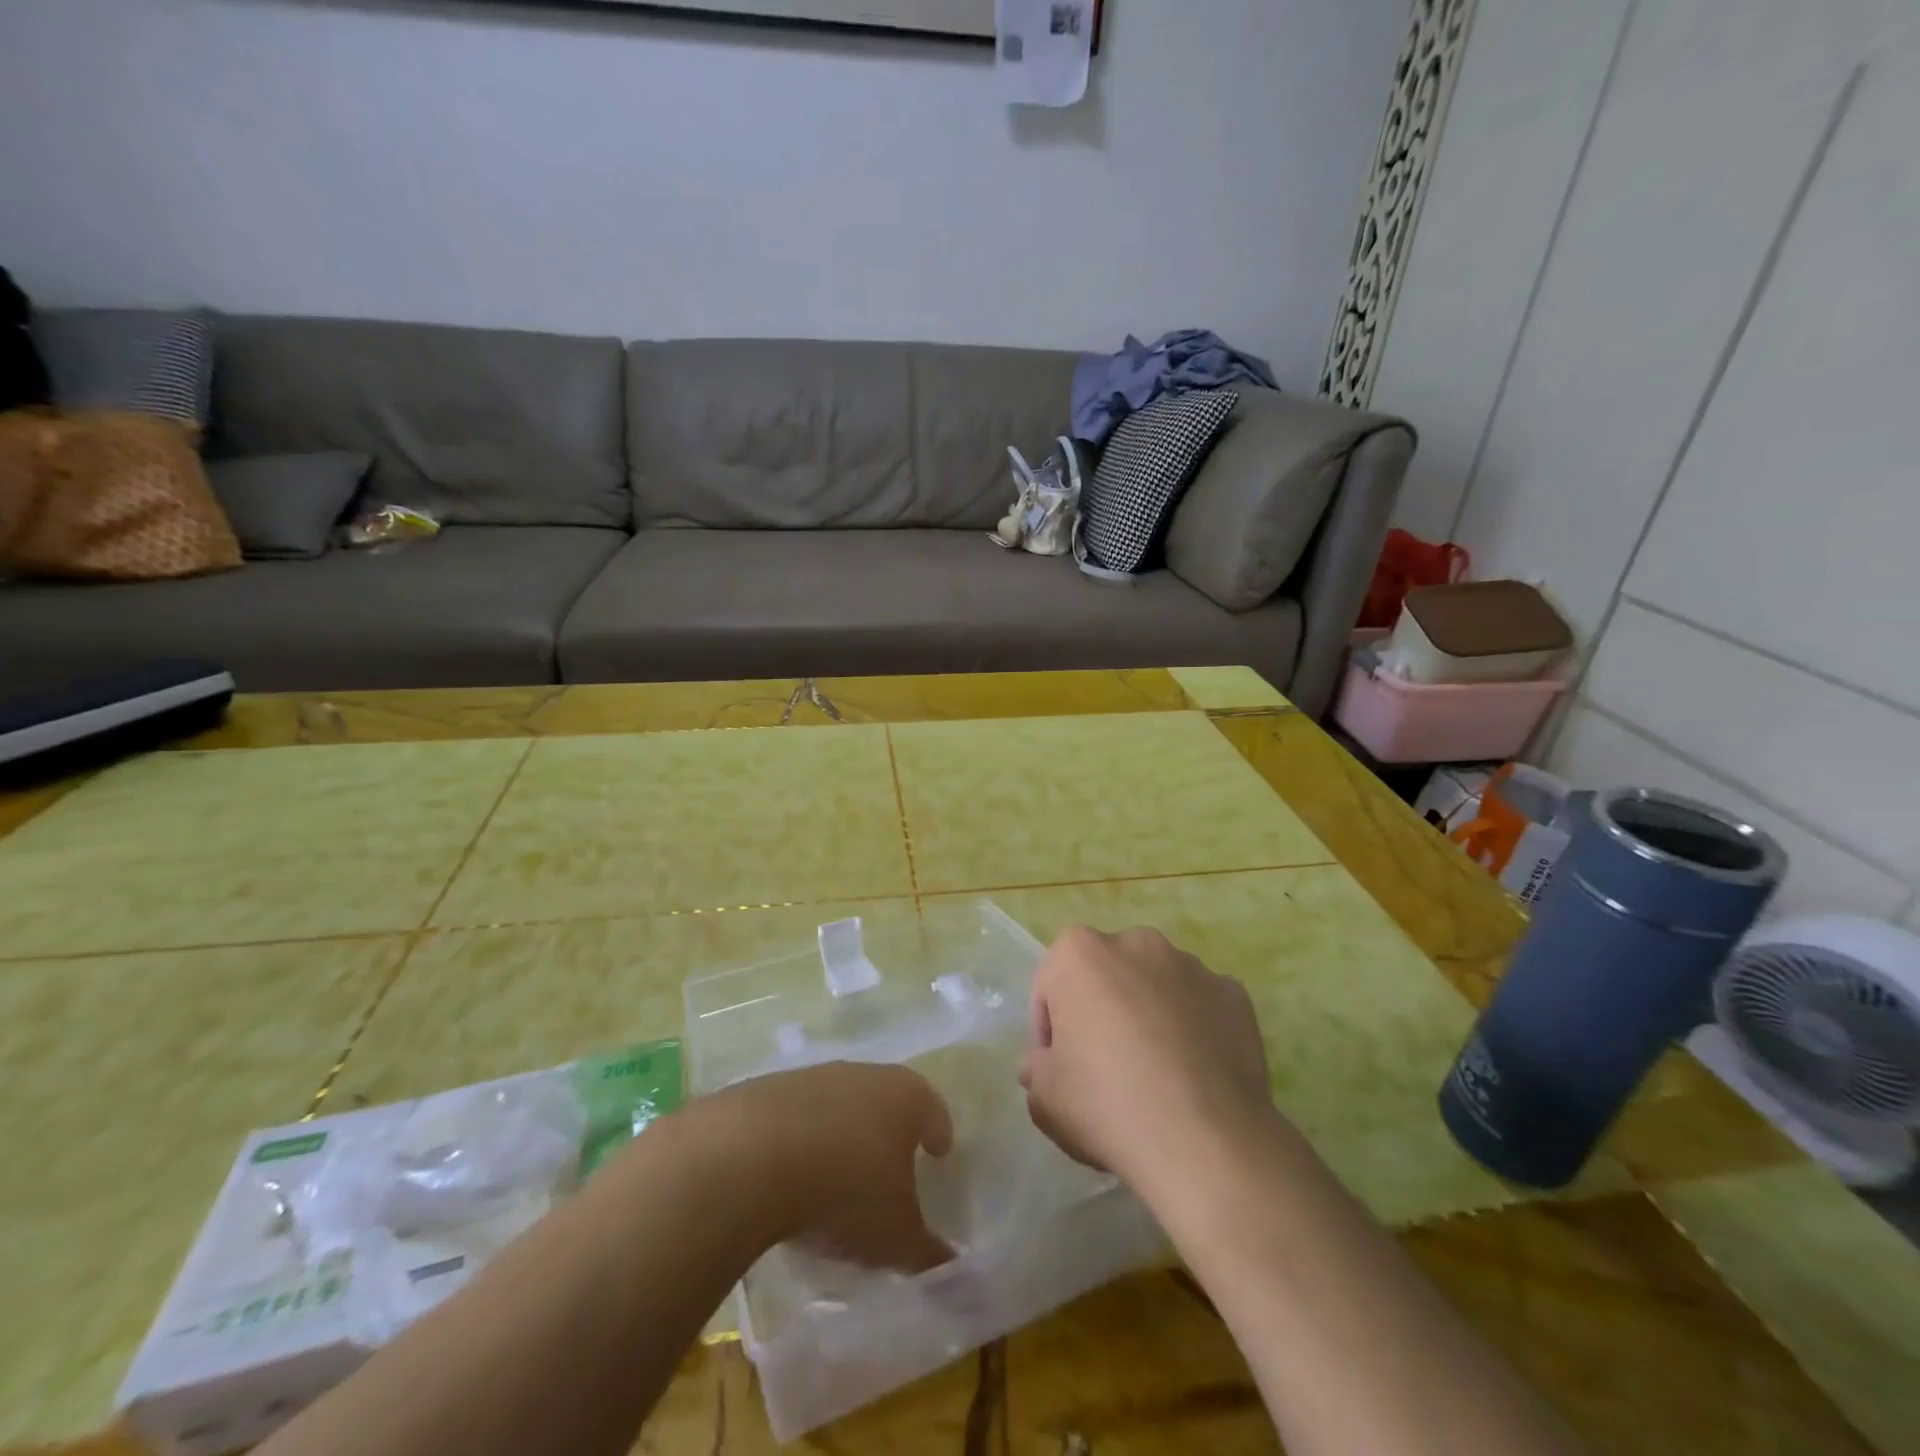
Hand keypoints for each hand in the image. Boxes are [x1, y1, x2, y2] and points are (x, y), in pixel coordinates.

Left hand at [699, 1063, 954, 1273]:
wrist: (752, 1155)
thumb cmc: (848, 1189)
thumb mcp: (896, 1236)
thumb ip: (928, 1254)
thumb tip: (954, 1270)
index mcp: (906, 1096)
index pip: (933, 1109)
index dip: (938, 1133)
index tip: (939, 1152)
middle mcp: (864, 1074)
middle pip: (885, 1100)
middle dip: (889, 1132)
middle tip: (891, 1167)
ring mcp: (814, 1078)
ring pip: (839, 1106)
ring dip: (841, 1135)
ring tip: (837, 1177)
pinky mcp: (768, 1090)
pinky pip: (796, 1118)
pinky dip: (800, 1141)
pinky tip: (792, 1176)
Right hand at [1021, 926, 1276, 1197]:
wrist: (1205, 1140)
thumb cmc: (1107, 1104)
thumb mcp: (1043, 1097)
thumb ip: (1035, 1067)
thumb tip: (1047, 1062)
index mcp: (1080, 953)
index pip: (1051, 986)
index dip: (1051, 1029)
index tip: (1061, 1069)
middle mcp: (1135, 943)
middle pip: (1106, 977)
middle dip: (1102, 1012)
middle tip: (1106, 1069)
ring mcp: (1190, 965)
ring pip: (1155, 987)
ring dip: (1148, 1015)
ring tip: (1157, 1075)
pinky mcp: (1234, 993)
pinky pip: (1201, 1006)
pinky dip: (1194, 1029)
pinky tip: (1195, 1075)